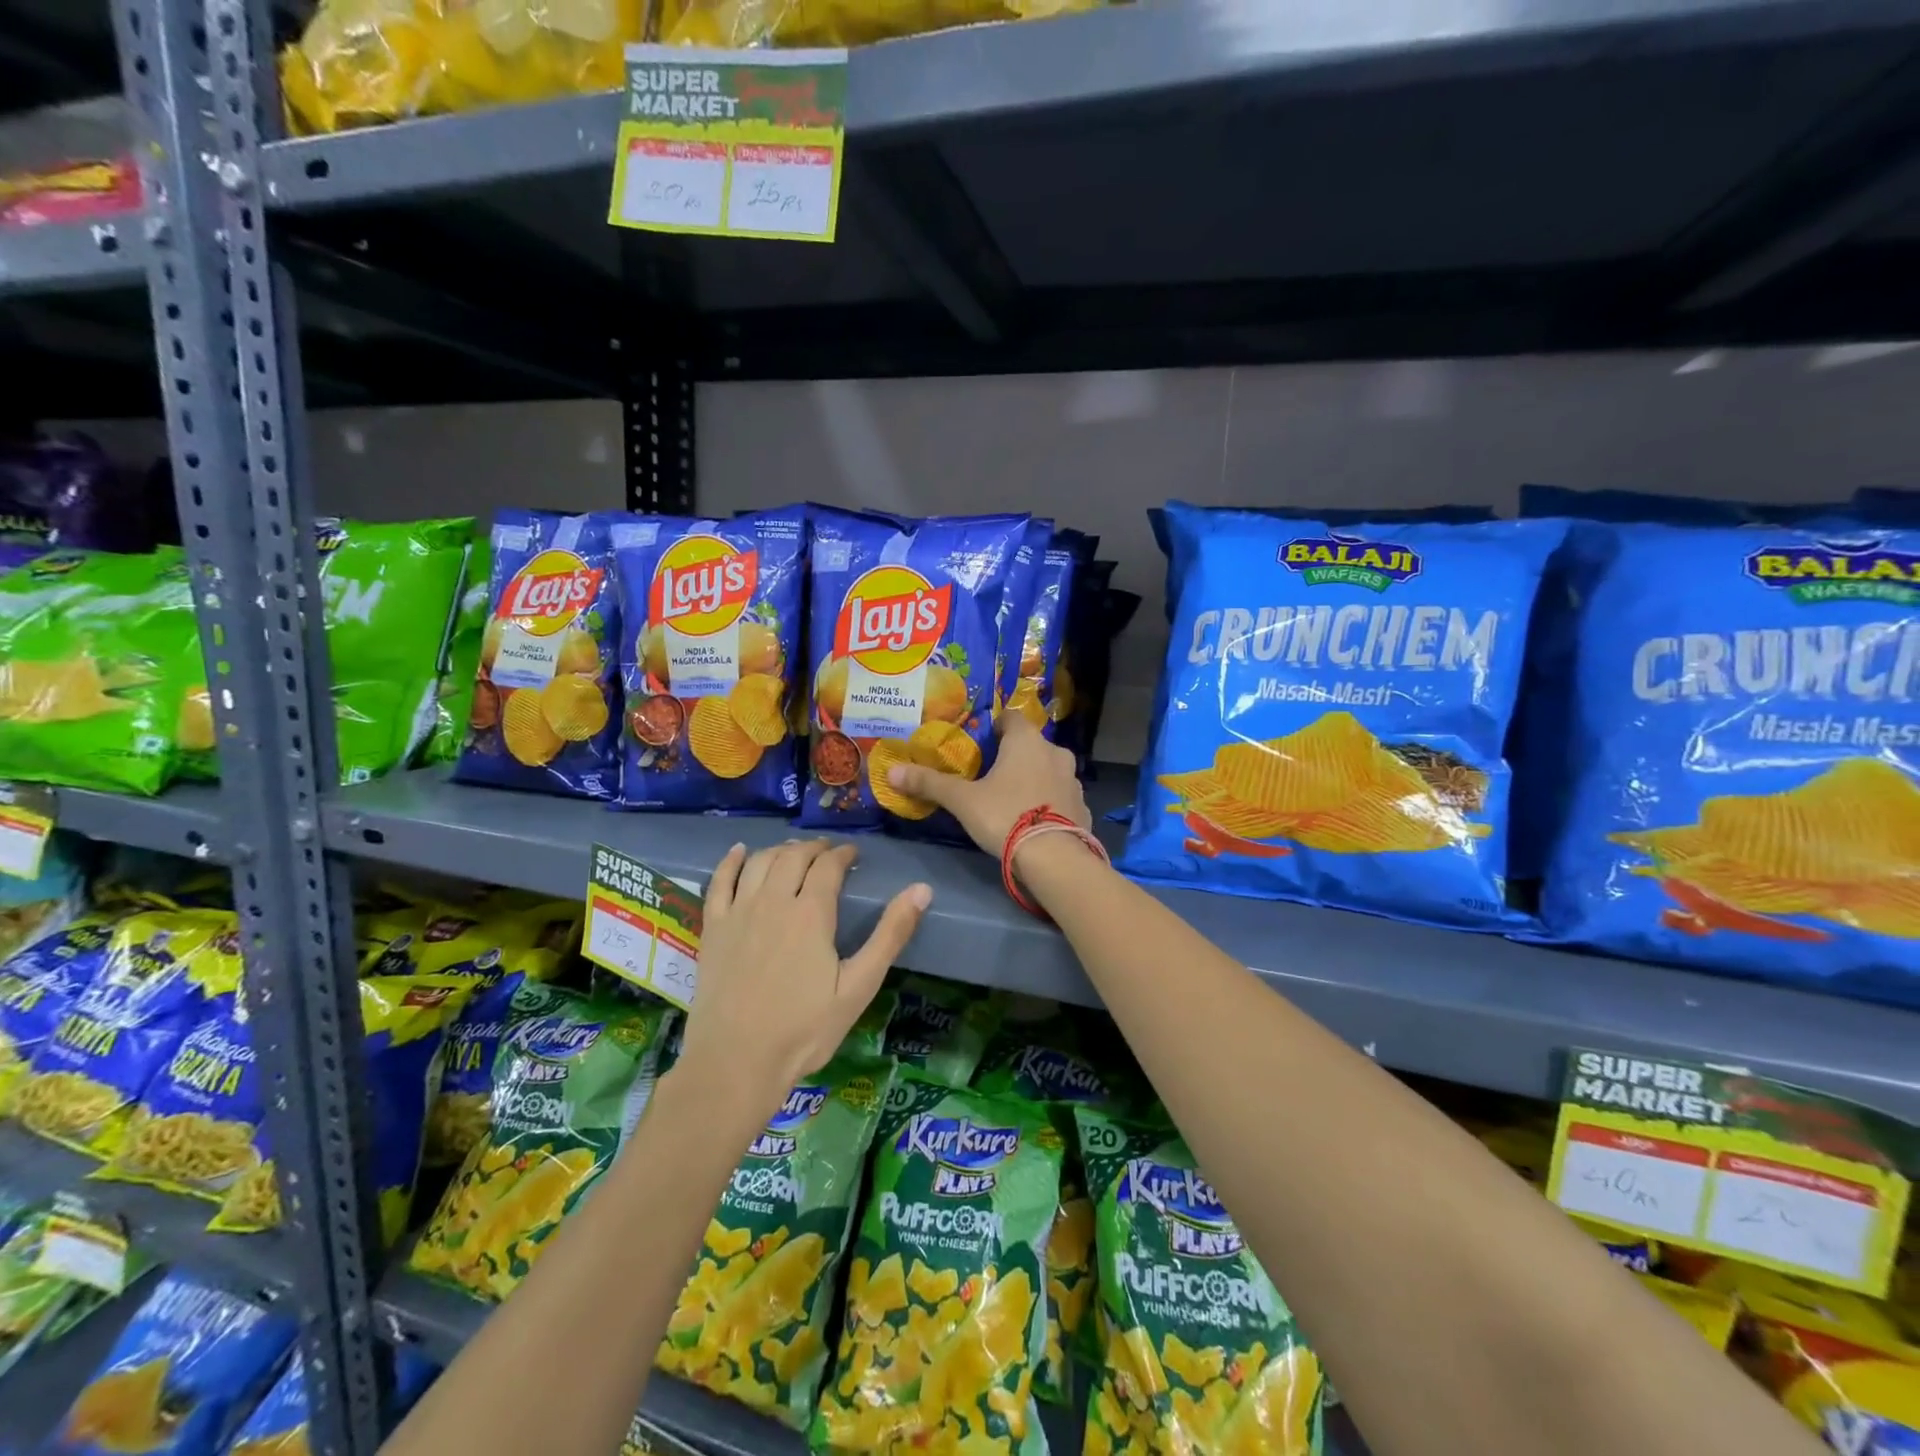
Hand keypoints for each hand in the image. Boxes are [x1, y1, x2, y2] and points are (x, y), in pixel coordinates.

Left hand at [680, 839, 928, 1103]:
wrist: (735, 1061)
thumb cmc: (804, 1030)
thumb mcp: (858, 986)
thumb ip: (890, 935)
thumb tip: (922, 889)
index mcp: (811, 913)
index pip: (828, 866)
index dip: (843, 854)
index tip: (853, 854)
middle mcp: (773, 901)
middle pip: (793, 857)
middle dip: (814, 848)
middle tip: (828, 851)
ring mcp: (738, 912)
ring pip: (759, 862)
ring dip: (779, 849)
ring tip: (793, 851)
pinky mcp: (712, 928)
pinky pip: (719, 881)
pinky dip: (729, 861)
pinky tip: (738, 851)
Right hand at [885, 713, 1088, 854]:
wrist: (1055, 859)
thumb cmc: (1006, 816)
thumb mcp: (962, 801)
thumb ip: (930, 783)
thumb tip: (892, 771)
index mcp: (1027, 741)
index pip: (1011, 718)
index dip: (995, 727)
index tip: (980, 743)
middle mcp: (1055, 753)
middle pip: (1031, 745)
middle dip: (1013, 756)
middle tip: (990, 776)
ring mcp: (1073, 781)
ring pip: (1048, 771)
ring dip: (1033, 779)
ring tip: (1011, 801)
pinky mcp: (1083, 808)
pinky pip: (1061, 798)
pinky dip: (1048, 804)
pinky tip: (1033, 822)